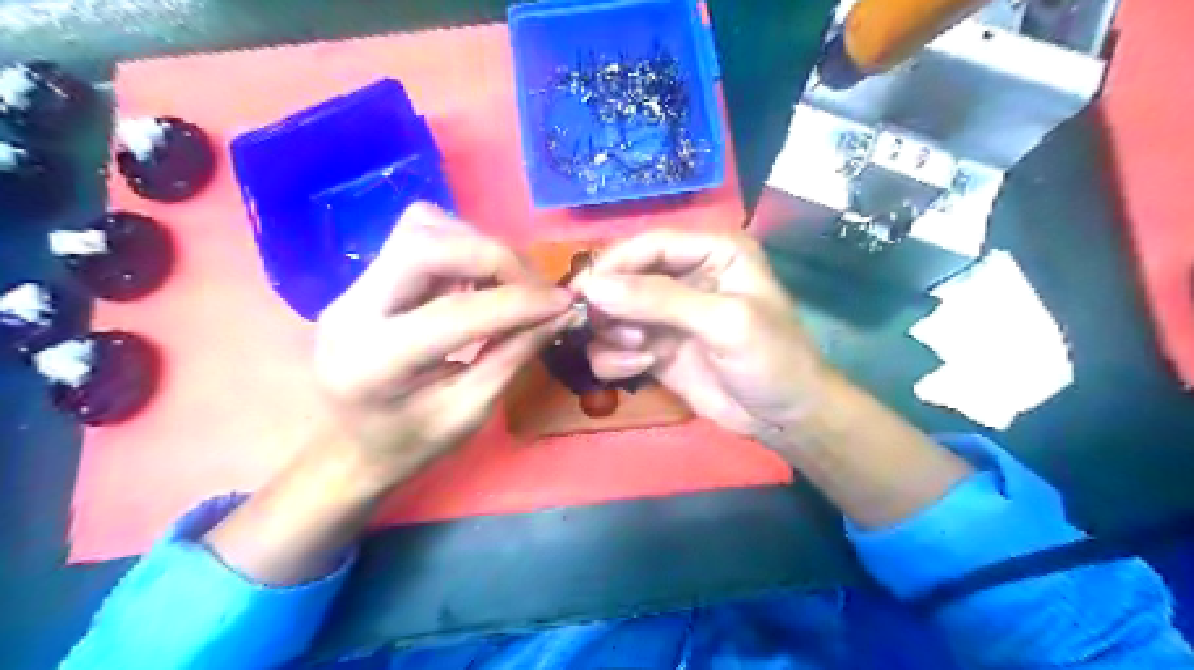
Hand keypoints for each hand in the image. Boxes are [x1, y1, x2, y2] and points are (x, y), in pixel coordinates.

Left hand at [315, 201, 576, 484]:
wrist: (343, 450)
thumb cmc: (408, 446)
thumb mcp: (469, 413)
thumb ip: (513, 356)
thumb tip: (562, 313)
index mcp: (376, 363)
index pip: (455, 312)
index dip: (519, 303)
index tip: (565, 303)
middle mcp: (352, 310)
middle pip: (426, 244)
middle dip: (496, 257)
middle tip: (536, 288)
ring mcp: (351, 287)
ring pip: (421, 228)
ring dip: (480, 246)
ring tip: (513, 282)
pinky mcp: (363, 279)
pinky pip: (418, 235)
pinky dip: (463, 247)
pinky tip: (482, 278)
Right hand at [581, 231, 828, 444]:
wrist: (784, 418)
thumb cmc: (771, 359)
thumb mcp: (723, 322)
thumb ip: (660, 300)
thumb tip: (593, 288)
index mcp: (712, 252)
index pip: (649, 245)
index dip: (613, 265)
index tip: (582, 292)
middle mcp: (685, 276)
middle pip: (624, 277)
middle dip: (611, 305)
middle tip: (613, 331)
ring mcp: (666, 315)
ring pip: (612, 313)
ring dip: (613, 334)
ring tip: (640, 353)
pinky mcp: (654, 348)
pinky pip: (614, 345)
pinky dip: (616, 358)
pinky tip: (640, 368)